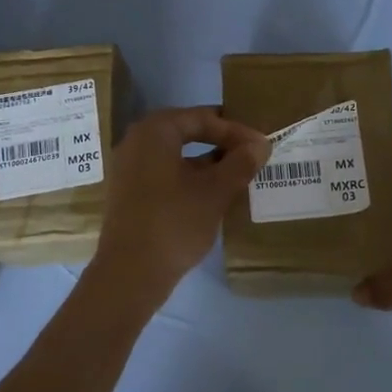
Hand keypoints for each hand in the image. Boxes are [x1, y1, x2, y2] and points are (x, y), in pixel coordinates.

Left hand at [88, 106, 270, 306]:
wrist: (130, 273)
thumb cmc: (174, 222)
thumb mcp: (215, 192)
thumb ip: (240, 164)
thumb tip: (260, 145)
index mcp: (155, 131)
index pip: (202, 118)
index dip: (236, 130)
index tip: (262, 145)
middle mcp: (136, 142)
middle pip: (187, 133)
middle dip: (221, 144)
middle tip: (252, 155)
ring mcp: (129, 169)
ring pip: (177, 156)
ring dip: (208, 164)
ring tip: (239, 177)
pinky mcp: (130, 194)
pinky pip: (166, 175)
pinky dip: (191, 179)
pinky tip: (213, 197)